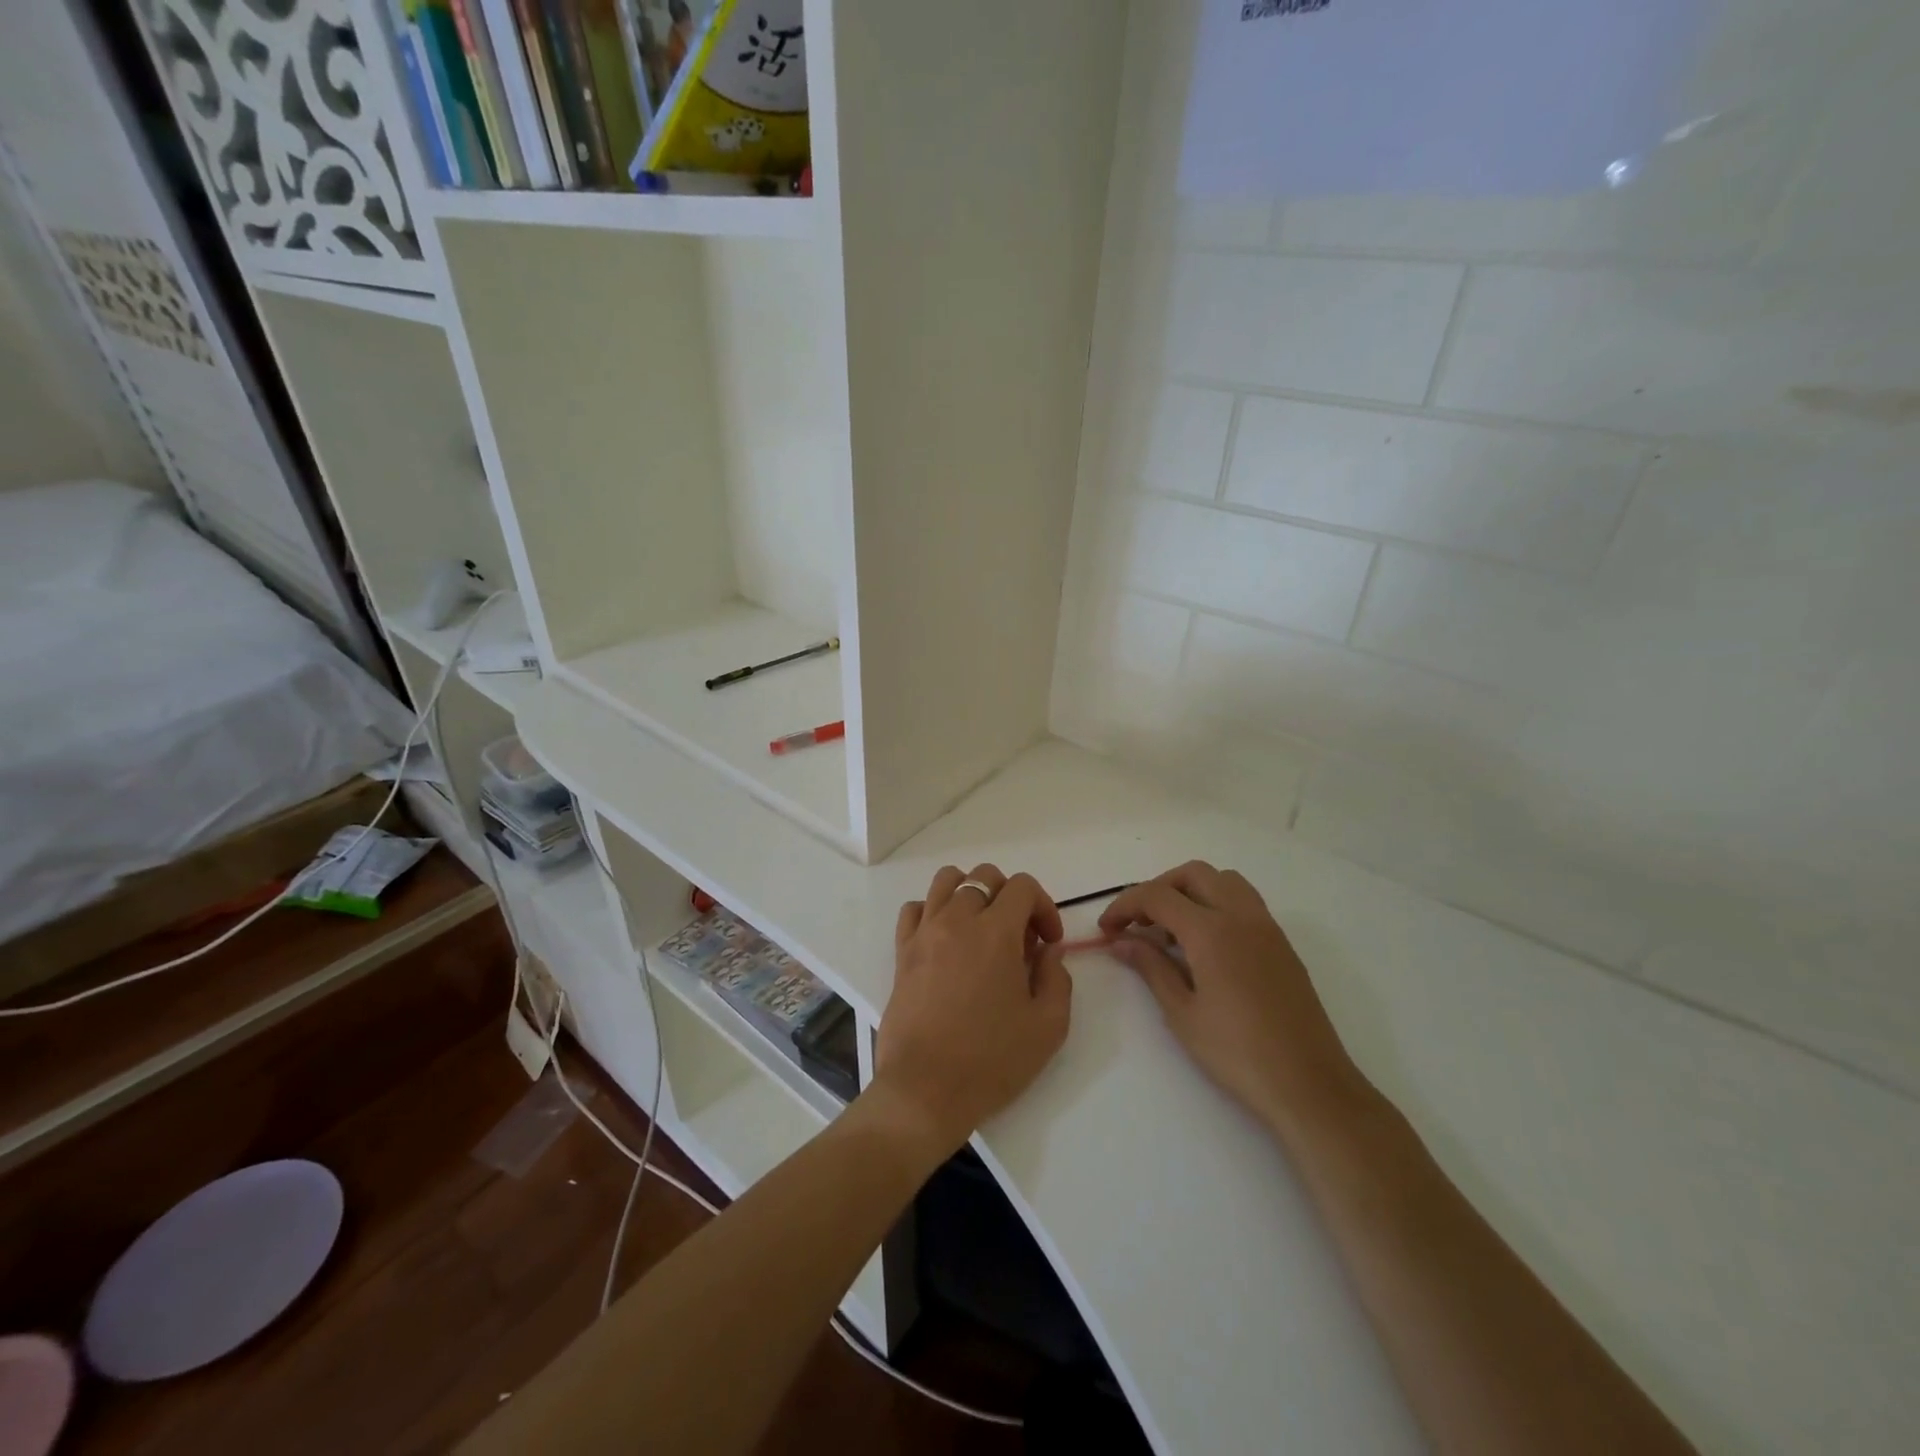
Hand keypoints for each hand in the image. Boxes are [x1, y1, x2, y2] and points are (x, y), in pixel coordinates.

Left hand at [871, 864, 1071, 1156]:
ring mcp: (924, 933)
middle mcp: (957, 920)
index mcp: (996, 933)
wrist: (925, 1090)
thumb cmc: (991, 1061)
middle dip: (1010, 897)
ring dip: (970, 894)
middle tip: (1019, 939)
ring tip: (982, 929)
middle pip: (985, 877)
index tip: (1049, 943)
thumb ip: (1057, 978)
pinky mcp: (902, 952)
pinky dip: (933, 912)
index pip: (1023, 887)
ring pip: (946, 881)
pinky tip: (946, 941)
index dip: (1044, 906)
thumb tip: (1048, 950)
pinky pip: (915, 909)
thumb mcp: (1048, 1026)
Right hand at [1100, 861, 1363, 1135]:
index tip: (1107, 928)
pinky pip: (1244, 901)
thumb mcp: (1182, 1013)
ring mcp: (1266, 927)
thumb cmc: (1237, 1053)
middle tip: (1138, 922)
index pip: (1157, 896)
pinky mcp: (1281, 944)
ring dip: (1190, 891)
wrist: (1309, 1084)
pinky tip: (1205, 944)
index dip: (1125, 905)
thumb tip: (1122, 941)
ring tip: (1172, 929)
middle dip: (1158, 889)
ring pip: (1223, 880)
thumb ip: (1151, 967)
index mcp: (1211, 931)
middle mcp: (1240, 916)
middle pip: (1192, 874)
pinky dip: (1216, 904)